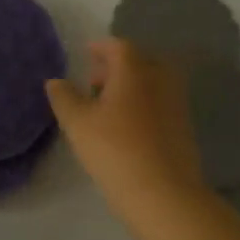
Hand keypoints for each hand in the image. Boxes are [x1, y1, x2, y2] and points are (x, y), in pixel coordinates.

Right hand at [46, 37, 209, 225]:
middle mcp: (160, 79)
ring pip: (152, 83)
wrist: (163, 193)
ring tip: (107, 106)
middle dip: (117, 66)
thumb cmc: (114, 150)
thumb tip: (55, 81)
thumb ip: (64, 97)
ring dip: (131, 86)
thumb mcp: (78, 123)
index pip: (118, 46)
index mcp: (135, 70)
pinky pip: (160, 103)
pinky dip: (143, 104)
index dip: (100, 47)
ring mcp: (176, 103)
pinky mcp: (184, 127)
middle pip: (139, 61)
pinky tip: (127, 125)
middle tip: (94, 81)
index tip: (86, 53)